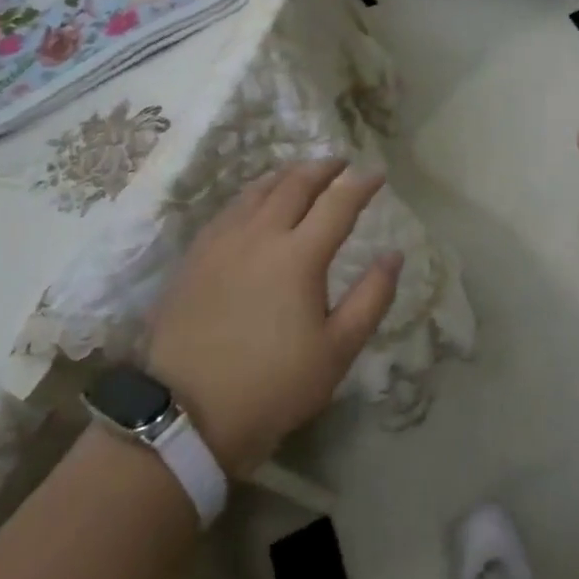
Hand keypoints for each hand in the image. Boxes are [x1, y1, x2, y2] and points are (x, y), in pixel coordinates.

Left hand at [145, 160, 401, 476]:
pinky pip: (229, 209)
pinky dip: (253, 194)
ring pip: (258, 191)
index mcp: (299, 256)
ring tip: (301, 174)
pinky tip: (255, 203)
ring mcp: (222, 243)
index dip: (361, 184)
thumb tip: (394, 254)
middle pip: (295, 185)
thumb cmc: (272, 386)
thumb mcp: (337, 351)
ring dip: (286, 176)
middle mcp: (261, 235)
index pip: (338, 203)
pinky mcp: (195, 257)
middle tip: (340, 163)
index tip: (378, 174)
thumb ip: (371, 298)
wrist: (184, 415)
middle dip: (323, 168)